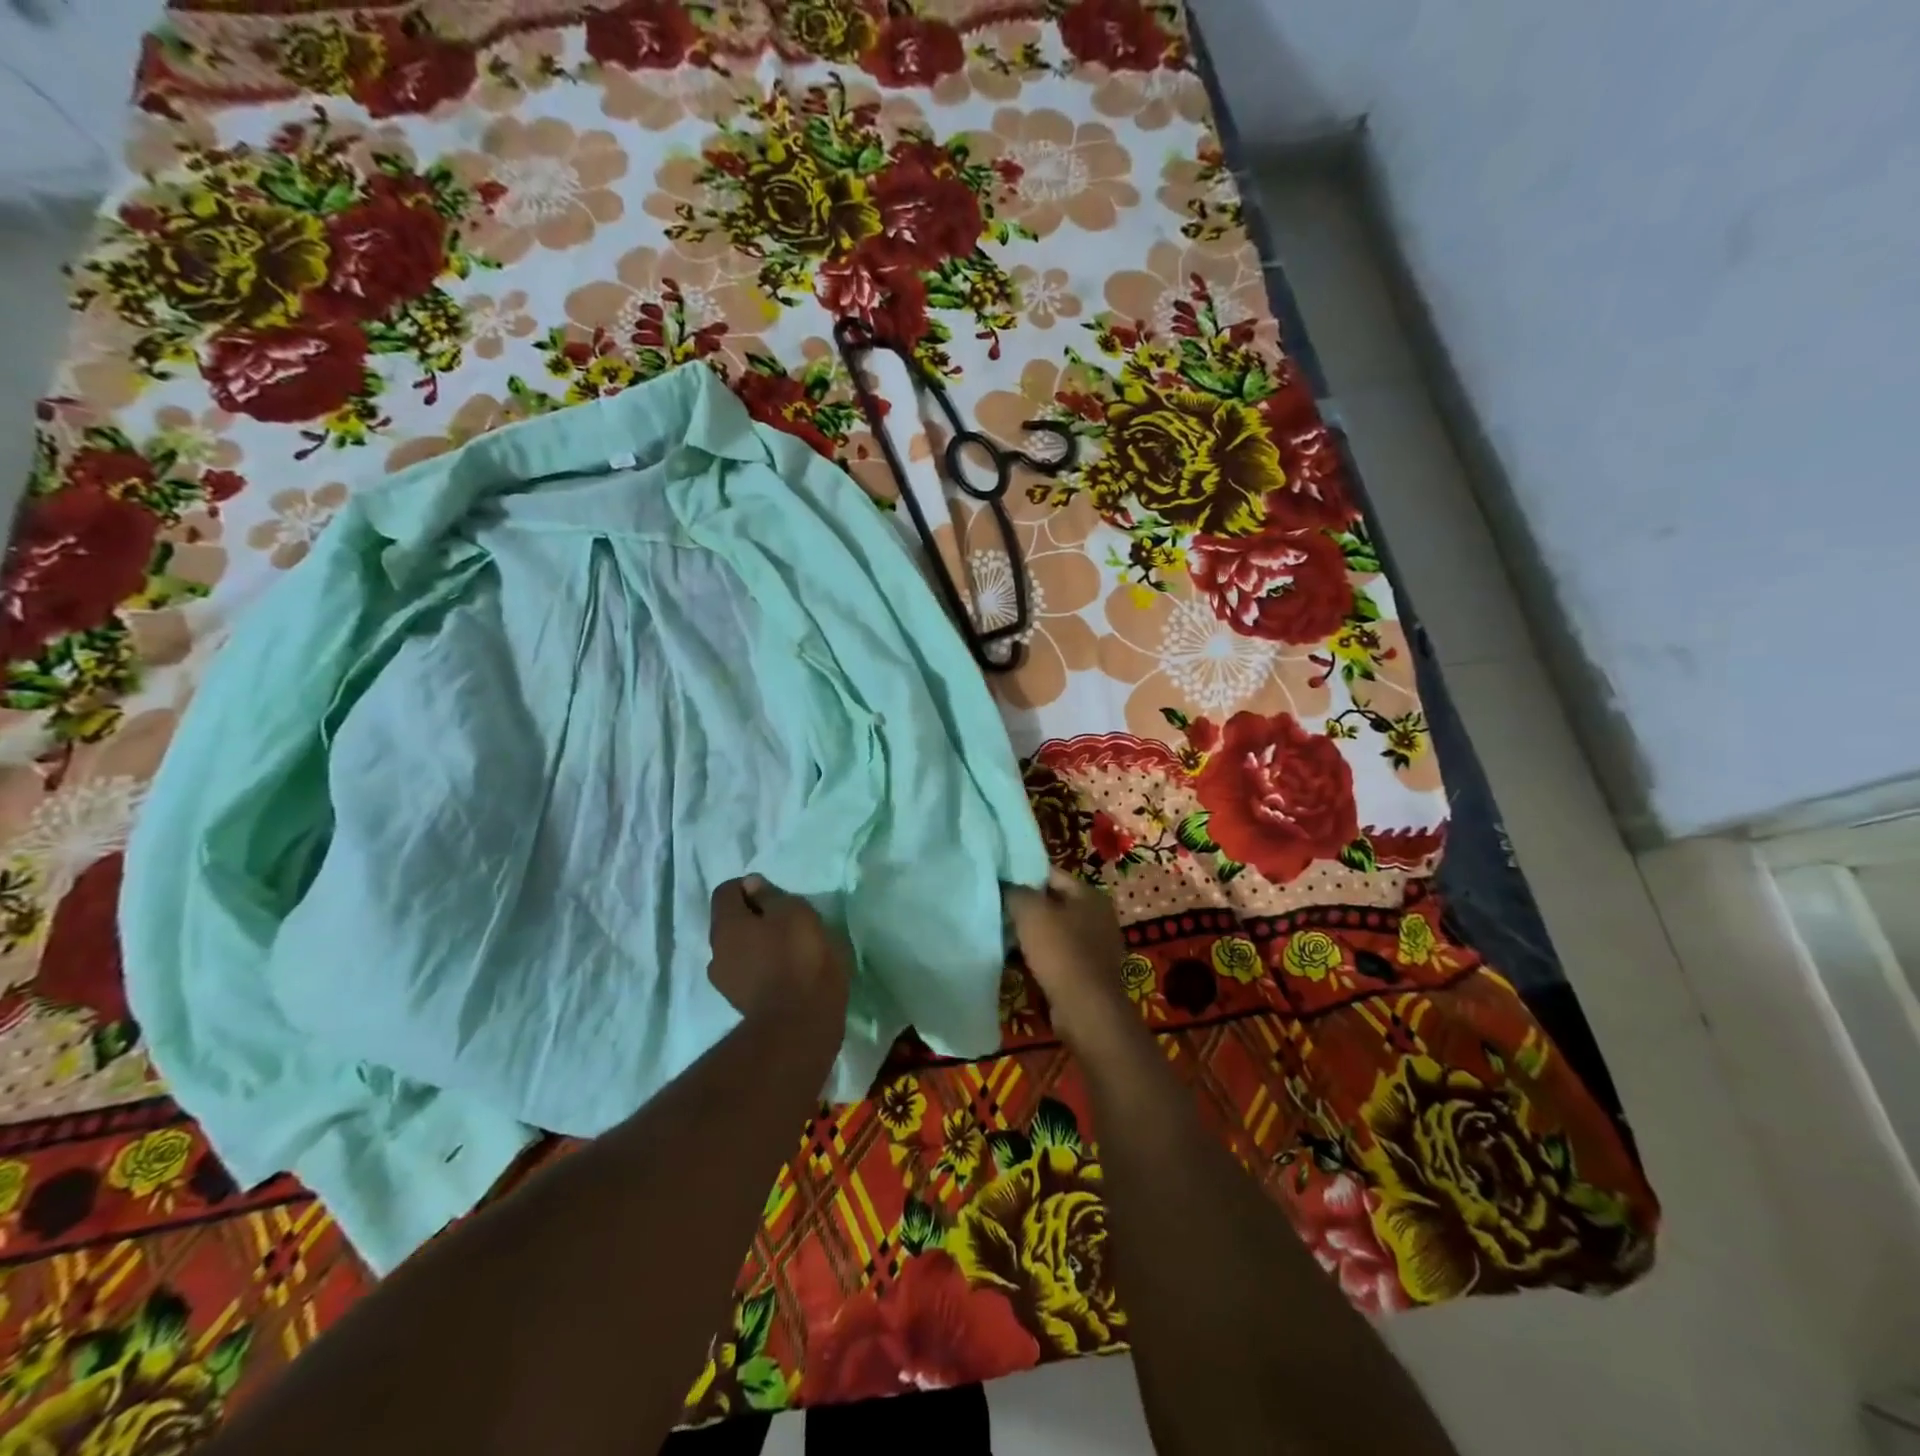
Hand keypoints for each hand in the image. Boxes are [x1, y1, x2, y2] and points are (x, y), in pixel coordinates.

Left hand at [707, 876, 849, 1031]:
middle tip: (785, 920)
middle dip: (752, 916)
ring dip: (756, 944)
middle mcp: (716, 951)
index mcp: (726, 924)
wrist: (800, 1023)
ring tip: (786, 948)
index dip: (748, 886)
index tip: (774, 893)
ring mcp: (725, 981)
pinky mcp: (740, 1004)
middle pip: (730, 922)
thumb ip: (770, 896)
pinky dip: (762, 967)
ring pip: (738, 950)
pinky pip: (748, 973)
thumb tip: (752, 885)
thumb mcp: (794, 912)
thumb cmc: (799, 957)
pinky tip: (786, 972)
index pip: (725, 892)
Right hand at [1005, 869, 1136, 1051]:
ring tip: (1002, 933)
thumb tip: (1006, 885)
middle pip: (1053, 902)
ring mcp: (1097, 946)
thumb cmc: (1061, 952)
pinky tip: (1018, 959)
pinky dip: (1040, 955)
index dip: (1022, 874)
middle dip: (1026, 906)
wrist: (1086, 1010)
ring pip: (1054, 930)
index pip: (1050, 874)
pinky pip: (1058, 954)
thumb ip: (1016, 891)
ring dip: (1031, 933)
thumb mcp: (1031, 912)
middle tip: (996, 907)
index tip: (997, 881)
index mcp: (1090, 894)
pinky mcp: (1089, 972)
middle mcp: (1098, 916)